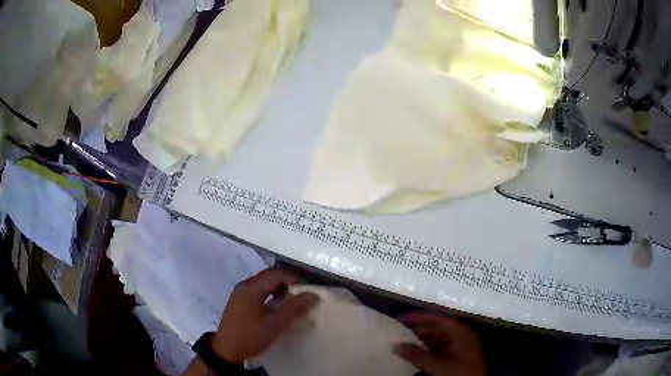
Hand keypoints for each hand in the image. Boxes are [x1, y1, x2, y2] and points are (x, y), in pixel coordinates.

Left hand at [210, 269, 318, 363]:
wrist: (227, 350)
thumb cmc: (251, 335)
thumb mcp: (276, 323)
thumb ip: (295, 307)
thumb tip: (313, 295)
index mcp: (252, 287)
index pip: (277, 274)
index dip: (295, 279)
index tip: (309, 291)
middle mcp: (244, 286)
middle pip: (270, 277)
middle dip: (288, 284)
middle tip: (303, 296)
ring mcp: (240, 294)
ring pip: (264, 285)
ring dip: (279, 290)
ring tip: (293, 303)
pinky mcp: (239, 302)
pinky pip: (258, 292)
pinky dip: (270, 296)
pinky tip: (278, 308)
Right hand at [393, 312, 485, 375]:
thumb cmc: (458, 372)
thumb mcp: (436, 365)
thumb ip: (417, 355)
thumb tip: (396, 345)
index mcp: (461, 332)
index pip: (438, 318)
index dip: (419, 317)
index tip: (402, 318)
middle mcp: (463, 335)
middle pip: (439, 327)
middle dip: (420, 330)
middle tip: (401, 332)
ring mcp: (463, 346)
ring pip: (440, 338)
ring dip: (423, 340)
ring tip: (406, 343)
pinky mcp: (460, 356)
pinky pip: (443, 348)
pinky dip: (430, 349)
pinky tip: (418, 354)